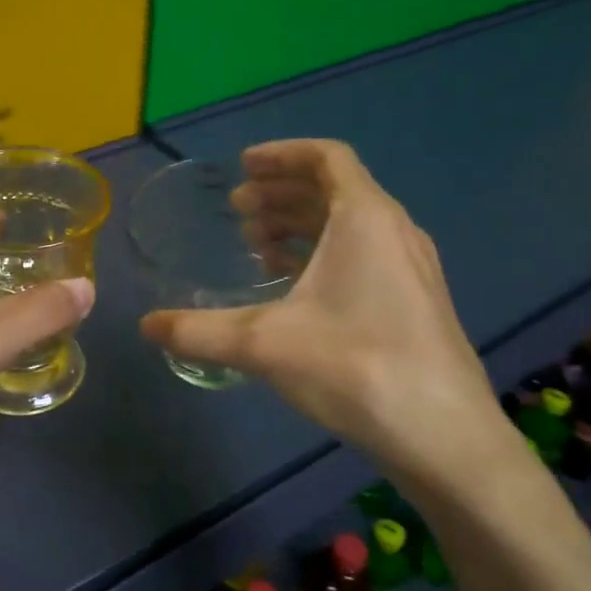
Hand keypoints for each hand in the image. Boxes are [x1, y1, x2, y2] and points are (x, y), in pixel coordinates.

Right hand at [141, 139, 520, 498]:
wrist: (444, 435)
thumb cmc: (355, 366)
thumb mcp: (264, 344)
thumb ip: (199, 332)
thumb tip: (146, 326)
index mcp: (365, 218)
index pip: (326, 158)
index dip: (282, 155)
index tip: (242, 167)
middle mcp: (393, 230)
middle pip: (334, 189)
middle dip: (281, 192)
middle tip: (238, 210)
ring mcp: (410, 267)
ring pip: (349, 224)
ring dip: (300, 223)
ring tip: (257, 244)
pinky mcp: (414, 301)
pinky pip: (362, 254)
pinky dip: (322, 254)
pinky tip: (293, 286)